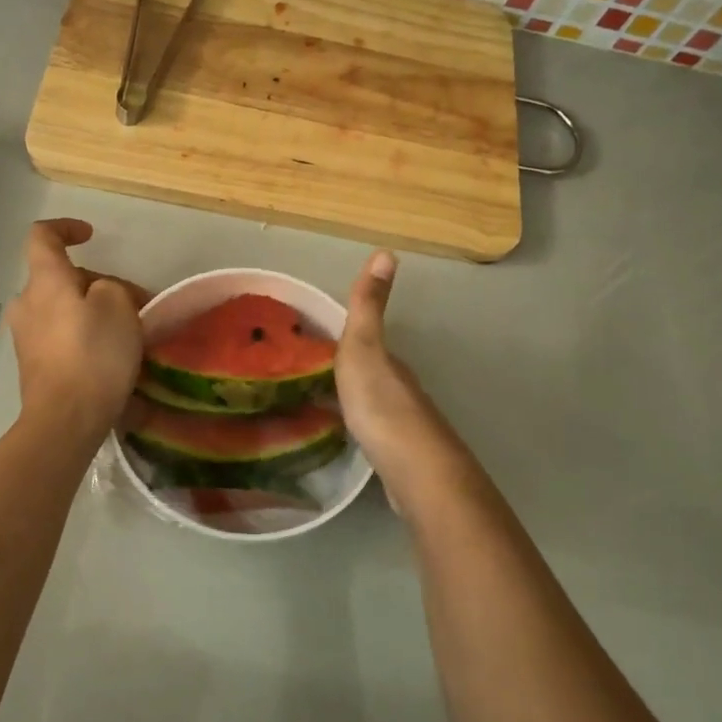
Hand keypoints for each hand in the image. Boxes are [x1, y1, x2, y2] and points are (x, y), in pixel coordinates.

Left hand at [9, 219, 147, 439]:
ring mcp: (26, 337)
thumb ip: (112, 287)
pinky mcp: (33, 365)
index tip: (91, 235)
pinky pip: (60, 336)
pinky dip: (83, 336)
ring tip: (127, 333)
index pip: (43, 236)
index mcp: (45, 281)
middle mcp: (27, 303)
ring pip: (62, 309)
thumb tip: (103, 295)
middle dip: (97, 283)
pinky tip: (109, 357)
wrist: (65, 420)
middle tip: (135, 304)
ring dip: (92, 312)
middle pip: (60, 278)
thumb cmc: (93, 354)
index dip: (66, 227)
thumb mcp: (118, 305)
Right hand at [336, 250, 458, 505]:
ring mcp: (403, 428)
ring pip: (374, 407)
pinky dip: (359, 431)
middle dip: (347, 373)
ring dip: (353, 403)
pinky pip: (374, 437)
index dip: (346, 340)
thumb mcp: (364, 348)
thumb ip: (369, 307)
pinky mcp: (399, 460)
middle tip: (306, 376)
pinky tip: (344, 440)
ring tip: (318, 406)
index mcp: (390, 364)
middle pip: (373, 376)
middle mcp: (402, 391)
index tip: (314, 343)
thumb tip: (387, 251)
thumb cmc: (381, 405)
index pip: (369, 344)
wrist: (414, 471)